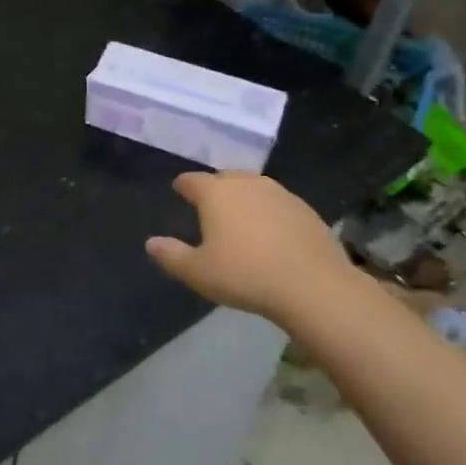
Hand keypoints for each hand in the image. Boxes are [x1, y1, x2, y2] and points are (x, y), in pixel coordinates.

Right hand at [145, 172, 355, 321]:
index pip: (192, 180)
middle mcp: (247, 184)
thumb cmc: (246, 275)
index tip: (179, 189)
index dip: (183, 185)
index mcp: (216, 193)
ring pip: (254, 187)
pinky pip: (278, 203)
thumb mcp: (198, 273)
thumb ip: (172, 256)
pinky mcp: (306, 209)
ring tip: (241, 216)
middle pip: (225, 178)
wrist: (313, 286)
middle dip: (215, 187)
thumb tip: (151, 243)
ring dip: (244, 197)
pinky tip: (271, 232)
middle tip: (210, 205)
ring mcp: (280, 194)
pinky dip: (269, 211)